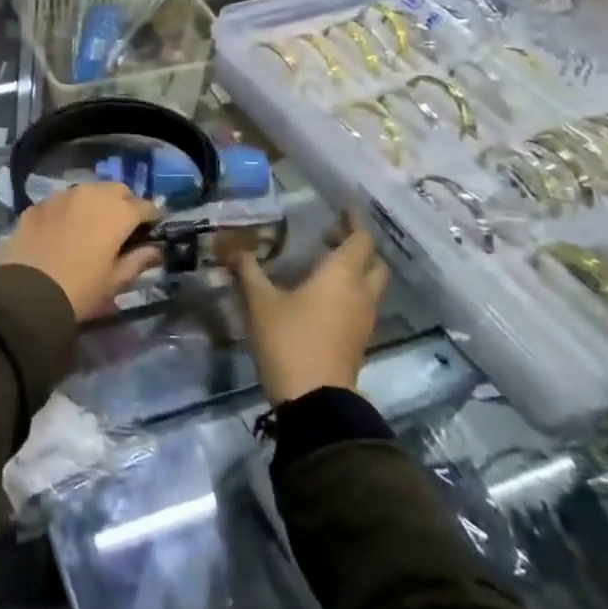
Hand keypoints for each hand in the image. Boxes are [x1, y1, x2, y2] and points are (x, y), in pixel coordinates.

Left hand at [0, 183, 161, 320]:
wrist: (27, 293)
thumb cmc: (81, 289)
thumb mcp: (116, 281)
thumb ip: (139, 260)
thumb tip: (155, 250)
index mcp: (117, 212)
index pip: (145, 206)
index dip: (152, 218)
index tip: (152, 231)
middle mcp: (91, 194)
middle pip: (116, 190)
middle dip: (124, 204)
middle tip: (122, 228)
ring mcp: (61, 196)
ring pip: (87, 191)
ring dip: (95, 204)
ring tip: (91, 227)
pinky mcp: (38, 205)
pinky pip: (61, 202)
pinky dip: (68, 211)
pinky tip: (63, 231)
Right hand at [230, 229, 388, 403]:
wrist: (314, 400)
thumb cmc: (289, 340)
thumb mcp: (260, 302)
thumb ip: (249, 270)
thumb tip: (234, 248)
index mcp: (341, 276)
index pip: (360, 239)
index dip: (353, 221)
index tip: (341, 208)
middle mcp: (360, 293)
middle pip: (374, 262)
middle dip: (356, 245)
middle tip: (329, 237)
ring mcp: (363, 319)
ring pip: (371, 285)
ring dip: (355, 270)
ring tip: (322, 264)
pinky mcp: (358, 339)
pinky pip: (362, 304)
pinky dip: (349, 291)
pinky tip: (320, 295)